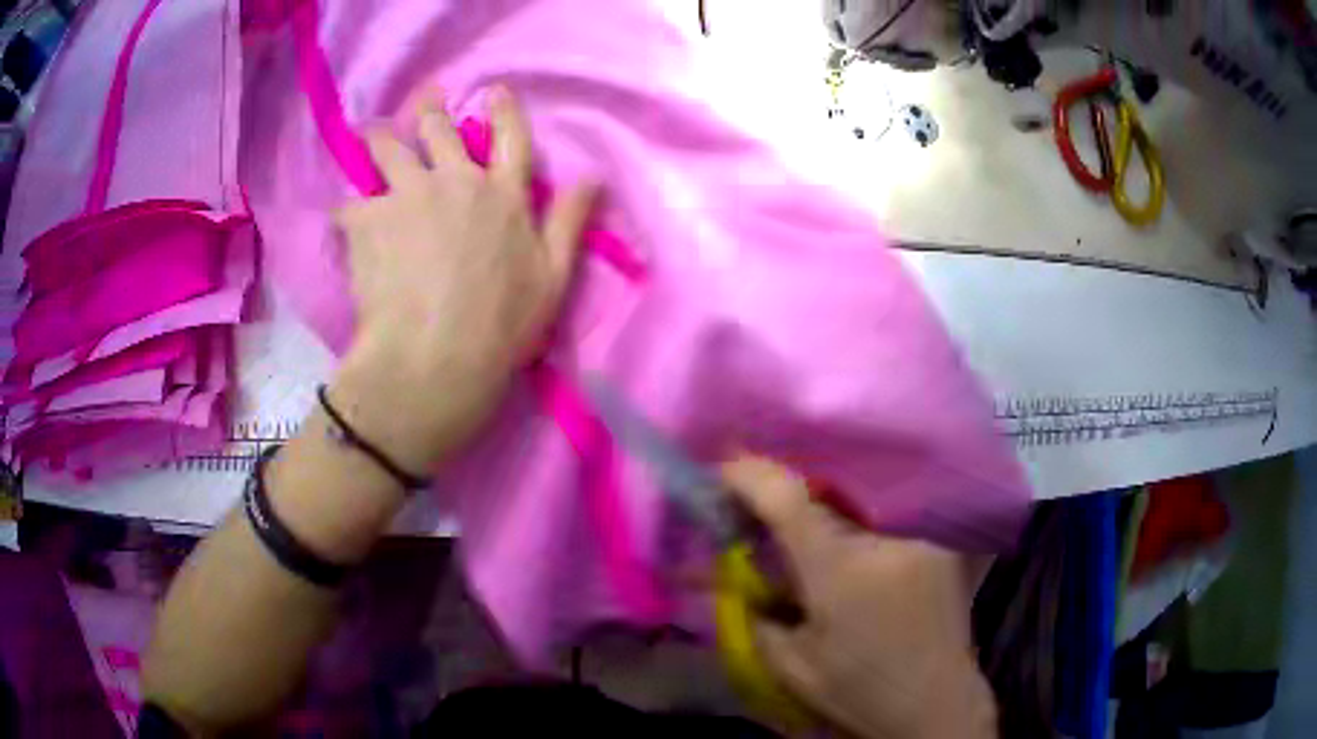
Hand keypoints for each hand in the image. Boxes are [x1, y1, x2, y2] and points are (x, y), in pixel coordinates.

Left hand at [331, 87, 596, 473]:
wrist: (434, 359)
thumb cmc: (501, 327)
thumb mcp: (554, 279)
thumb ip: (569, 222)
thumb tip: (594, 177)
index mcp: (503, 195)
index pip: (510, 138)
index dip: (503, 109)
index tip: (494, 91)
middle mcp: (455, 181)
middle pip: (438, 129)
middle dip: (430, 109)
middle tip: (423, 100)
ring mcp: (408, 196)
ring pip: (387, 148)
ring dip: (379, 138)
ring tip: (370, 136)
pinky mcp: (367, 220)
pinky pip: (349, 202)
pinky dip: (346, 208)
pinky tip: (342, 216)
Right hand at [721, 457, 997, 738]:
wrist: (936, 706)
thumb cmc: (858, 692)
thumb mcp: (790, 665)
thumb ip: (755, 614)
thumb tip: (735, 574)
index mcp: (840, 571)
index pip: (788, 499)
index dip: (751, 474)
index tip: (724, 468)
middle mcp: (886, 541)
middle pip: (822, 501)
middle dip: (786, 505)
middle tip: (760, 521)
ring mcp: (920, 539)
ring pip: (856, 513)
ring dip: (826, 521)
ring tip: (811, 551)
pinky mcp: (941, 547)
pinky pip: (887, 526)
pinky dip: (860, 534)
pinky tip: (854, 563)